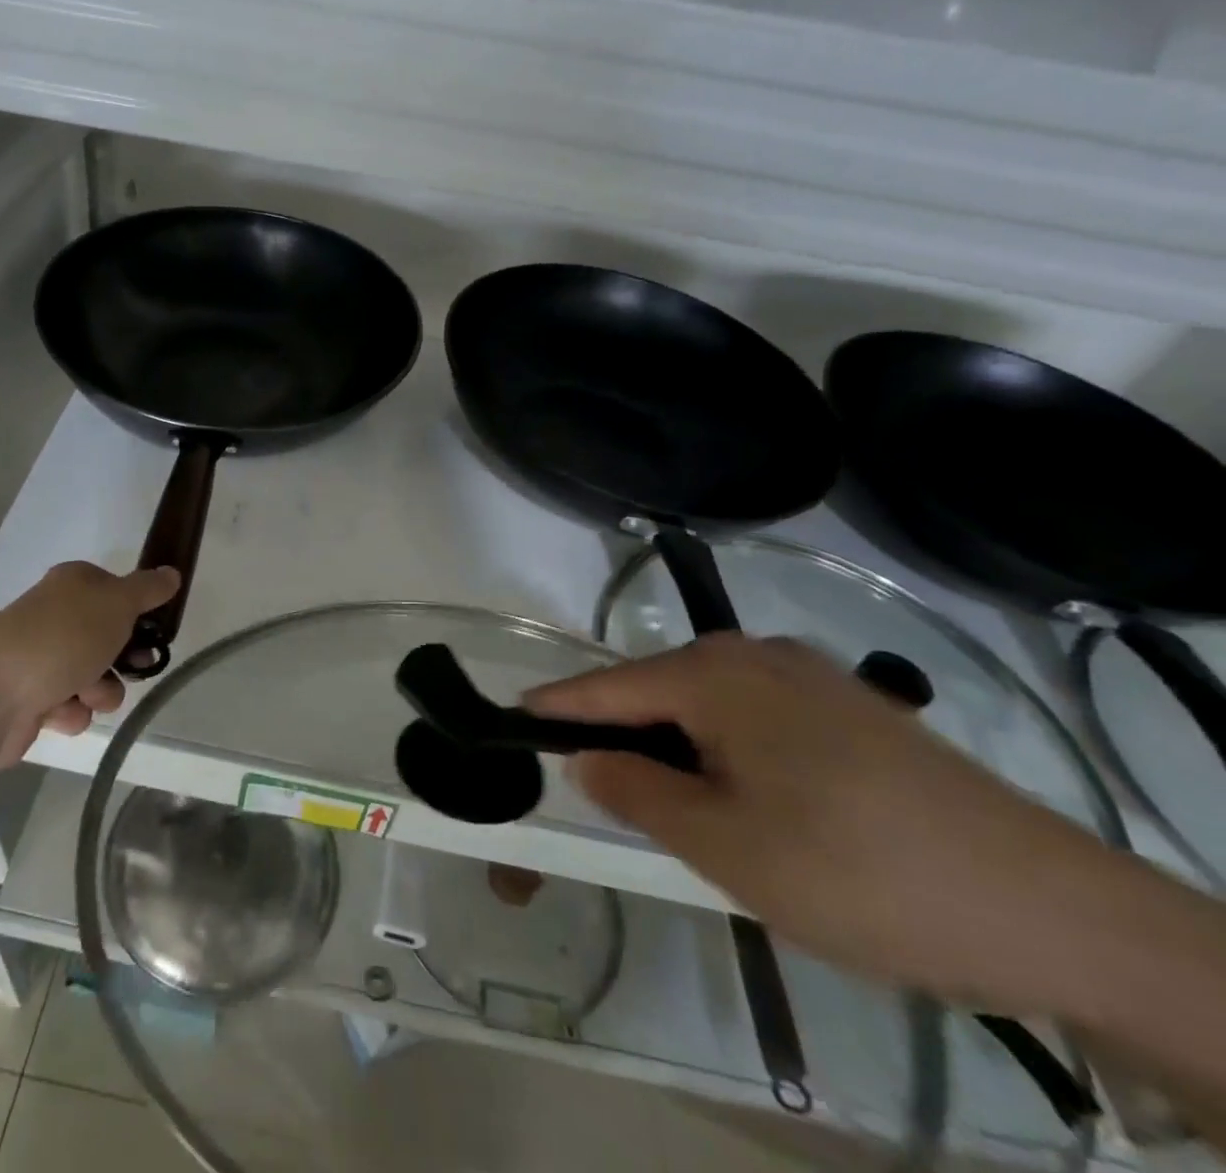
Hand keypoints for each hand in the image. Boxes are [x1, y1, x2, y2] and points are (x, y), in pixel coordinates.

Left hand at [0, 562, 178, 770]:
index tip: (155, 631)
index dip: (138, 613)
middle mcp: (56, 618)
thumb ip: (148, 589)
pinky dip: (70, 712)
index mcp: (74, 585)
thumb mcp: (117, 603)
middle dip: (124, 659)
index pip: (117, 592)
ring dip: (100, 690)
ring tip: (85, 693)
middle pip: (109, 639)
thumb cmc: (62, 637)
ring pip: (95, 678)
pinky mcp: (29, 701)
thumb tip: (172, 573)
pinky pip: (69, 708)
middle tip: (134, 667)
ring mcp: (41, 659)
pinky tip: (58, 712)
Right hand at [525, 635, 1121, 1015]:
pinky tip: (748, 799)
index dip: (555, 708)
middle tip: (597, 790)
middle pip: (657, 690)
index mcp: (713, 675)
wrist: (1057, 912)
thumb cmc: (858, 872)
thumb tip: (585, 758)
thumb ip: (637, 792)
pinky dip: (727, 749)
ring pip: (708, 705)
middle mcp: (754, 655)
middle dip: (621, 734)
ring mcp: (810, 676)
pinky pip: (756, 716)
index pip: (606, 687)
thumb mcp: (723, 846)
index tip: (510, 719)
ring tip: (672, 805)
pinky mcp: (852, 707)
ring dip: (677, 746)